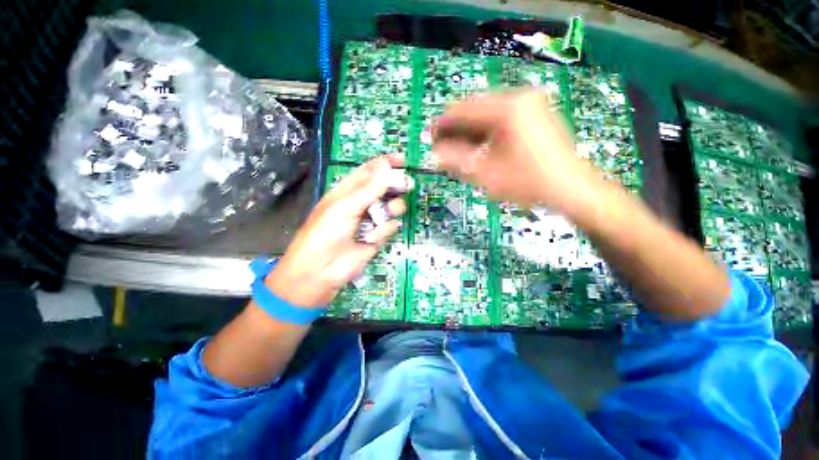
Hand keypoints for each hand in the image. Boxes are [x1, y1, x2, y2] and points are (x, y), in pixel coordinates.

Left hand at [266, 155, 410, 306]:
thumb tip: (387, 167)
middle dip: (396, 185)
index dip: (385, 164)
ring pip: (391, 206)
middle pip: (384, 188)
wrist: (321, 271)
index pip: (369, 171)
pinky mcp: (377, 236)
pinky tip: (372, 237)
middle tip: (407, 184)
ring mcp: (370, 220)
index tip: (402, 160)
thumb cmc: (325, 233)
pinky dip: (384, 230)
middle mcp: (361, 203)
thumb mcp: (345, 206)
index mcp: (348, 190)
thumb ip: (368, 189)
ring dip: (392, 208)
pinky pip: (390, 226)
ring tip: (388, 213)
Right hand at [432, 90, 601, 213]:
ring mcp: (531, 105)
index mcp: (508, 109)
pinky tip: (479, 147)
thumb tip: (435, 153)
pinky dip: (487, 132)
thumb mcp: (486, 174)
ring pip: (488, 115)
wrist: (570, 188)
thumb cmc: (528, 183)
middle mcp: (520, 98)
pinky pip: (502, 118)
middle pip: (476, 110)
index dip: (443, 124)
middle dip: (457, 130)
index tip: (430, 137)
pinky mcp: (536, 114)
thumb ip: (456, 161)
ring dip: (471, 132)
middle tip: (443, 148)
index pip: (464, 110)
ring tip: (459, 150)